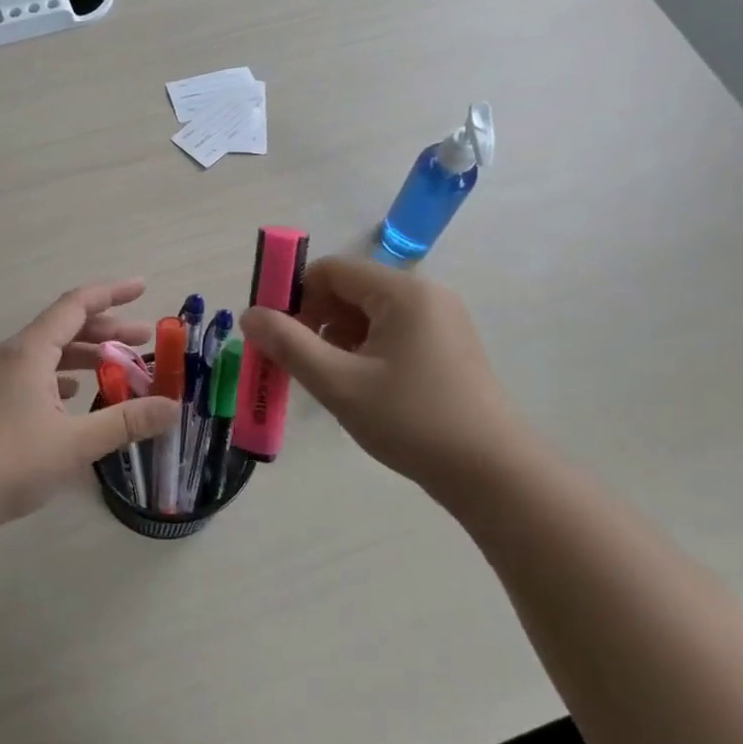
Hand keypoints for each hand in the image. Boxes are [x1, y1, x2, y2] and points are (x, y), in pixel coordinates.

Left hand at [0, 279, 179, 537]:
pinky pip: (30, 374)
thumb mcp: (75, 443)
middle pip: (63, 327)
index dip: (111, 293)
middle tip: (143, 340)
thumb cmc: (9, 464)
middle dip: (106, 330)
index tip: (142, 287)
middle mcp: (8, 355)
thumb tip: (173, 407)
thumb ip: (126, 421)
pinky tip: (71, 396)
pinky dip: (59, 376)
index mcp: (28, 352)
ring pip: (46, 353)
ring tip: (116, 368)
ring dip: (83, 355)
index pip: (76, 305)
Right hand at [237, 256, 535, 496]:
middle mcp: (424, 295)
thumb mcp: (340, 384)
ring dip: (337, 338)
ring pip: (368, 314)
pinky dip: (364, 350)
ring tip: (329, 381)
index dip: (294, 295)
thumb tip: (249, 315)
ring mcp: (440, 321)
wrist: (493, 474)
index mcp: (402, 292)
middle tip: (296, 363)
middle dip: (314, 320)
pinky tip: (360, 387)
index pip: (331, 270)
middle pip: (350, 289)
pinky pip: (391, 332)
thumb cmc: (412, 422)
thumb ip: (289, 345)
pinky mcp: (447, 346)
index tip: (274, 335)